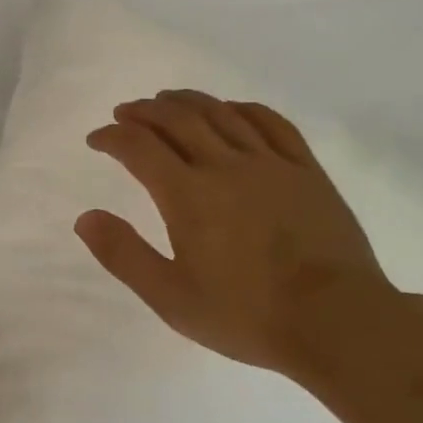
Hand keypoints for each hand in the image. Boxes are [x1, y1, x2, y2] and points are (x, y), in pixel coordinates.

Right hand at [75, 90, 398, 379]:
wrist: (338, 322)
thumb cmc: (247, 315)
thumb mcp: (171, 297)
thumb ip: (124, 255)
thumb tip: (85, 218)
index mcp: (188, 195)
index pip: (140, 148)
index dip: (112, 136)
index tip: (97, 138)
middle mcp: (226, 166)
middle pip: (178, 120)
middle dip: (145, 111)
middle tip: (126, 112)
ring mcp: (271, 164)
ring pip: (221, 114)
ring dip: (187, 101)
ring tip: (167, 100)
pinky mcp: (306, 170)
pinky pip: (271, 123)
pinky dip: (243, 108)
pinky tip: (231, 109)